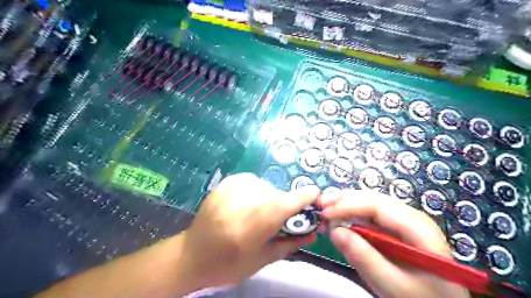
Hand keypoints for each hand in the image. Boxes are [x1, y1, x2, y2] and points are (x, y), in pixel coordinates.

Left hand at [180, 174, 317, 289]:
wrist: (192, 255)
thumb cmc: (229, 264)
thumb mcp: (263, 259)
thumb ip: (291, 242)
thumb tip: (313, 233)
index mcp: (261, 219)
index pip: (294, 199)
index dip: (306, 198)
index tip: (313, 199)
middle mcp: (250, 197)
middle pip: (280, 195)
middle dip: (284, 206)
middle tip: (275, 221)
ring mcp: (237, 186)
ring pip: (267, 187)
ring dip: (268, 199)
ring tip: (255, 214)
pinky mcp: (227, 181)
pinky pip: (253, 181)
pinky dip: (255, 192)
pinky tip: (245, 204)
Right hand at [321, 190, 469, 297]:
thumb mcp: (393, 286)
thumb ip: (365, 258)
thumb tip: (334, 231)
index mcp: (417, 226)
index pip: (376, 205)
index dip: (347, 205)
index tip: (324, 214)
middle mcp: (411, 216)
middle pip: (372, 199)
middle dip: (344, 200)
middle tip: (320, 206)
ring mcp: (403, 220)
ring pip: (369, 203)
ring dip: (346, 205)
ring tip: (326, 209)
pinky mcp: (395, 228)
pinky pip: (370, 215)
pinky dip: (352, 215)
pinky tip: (340, 218)